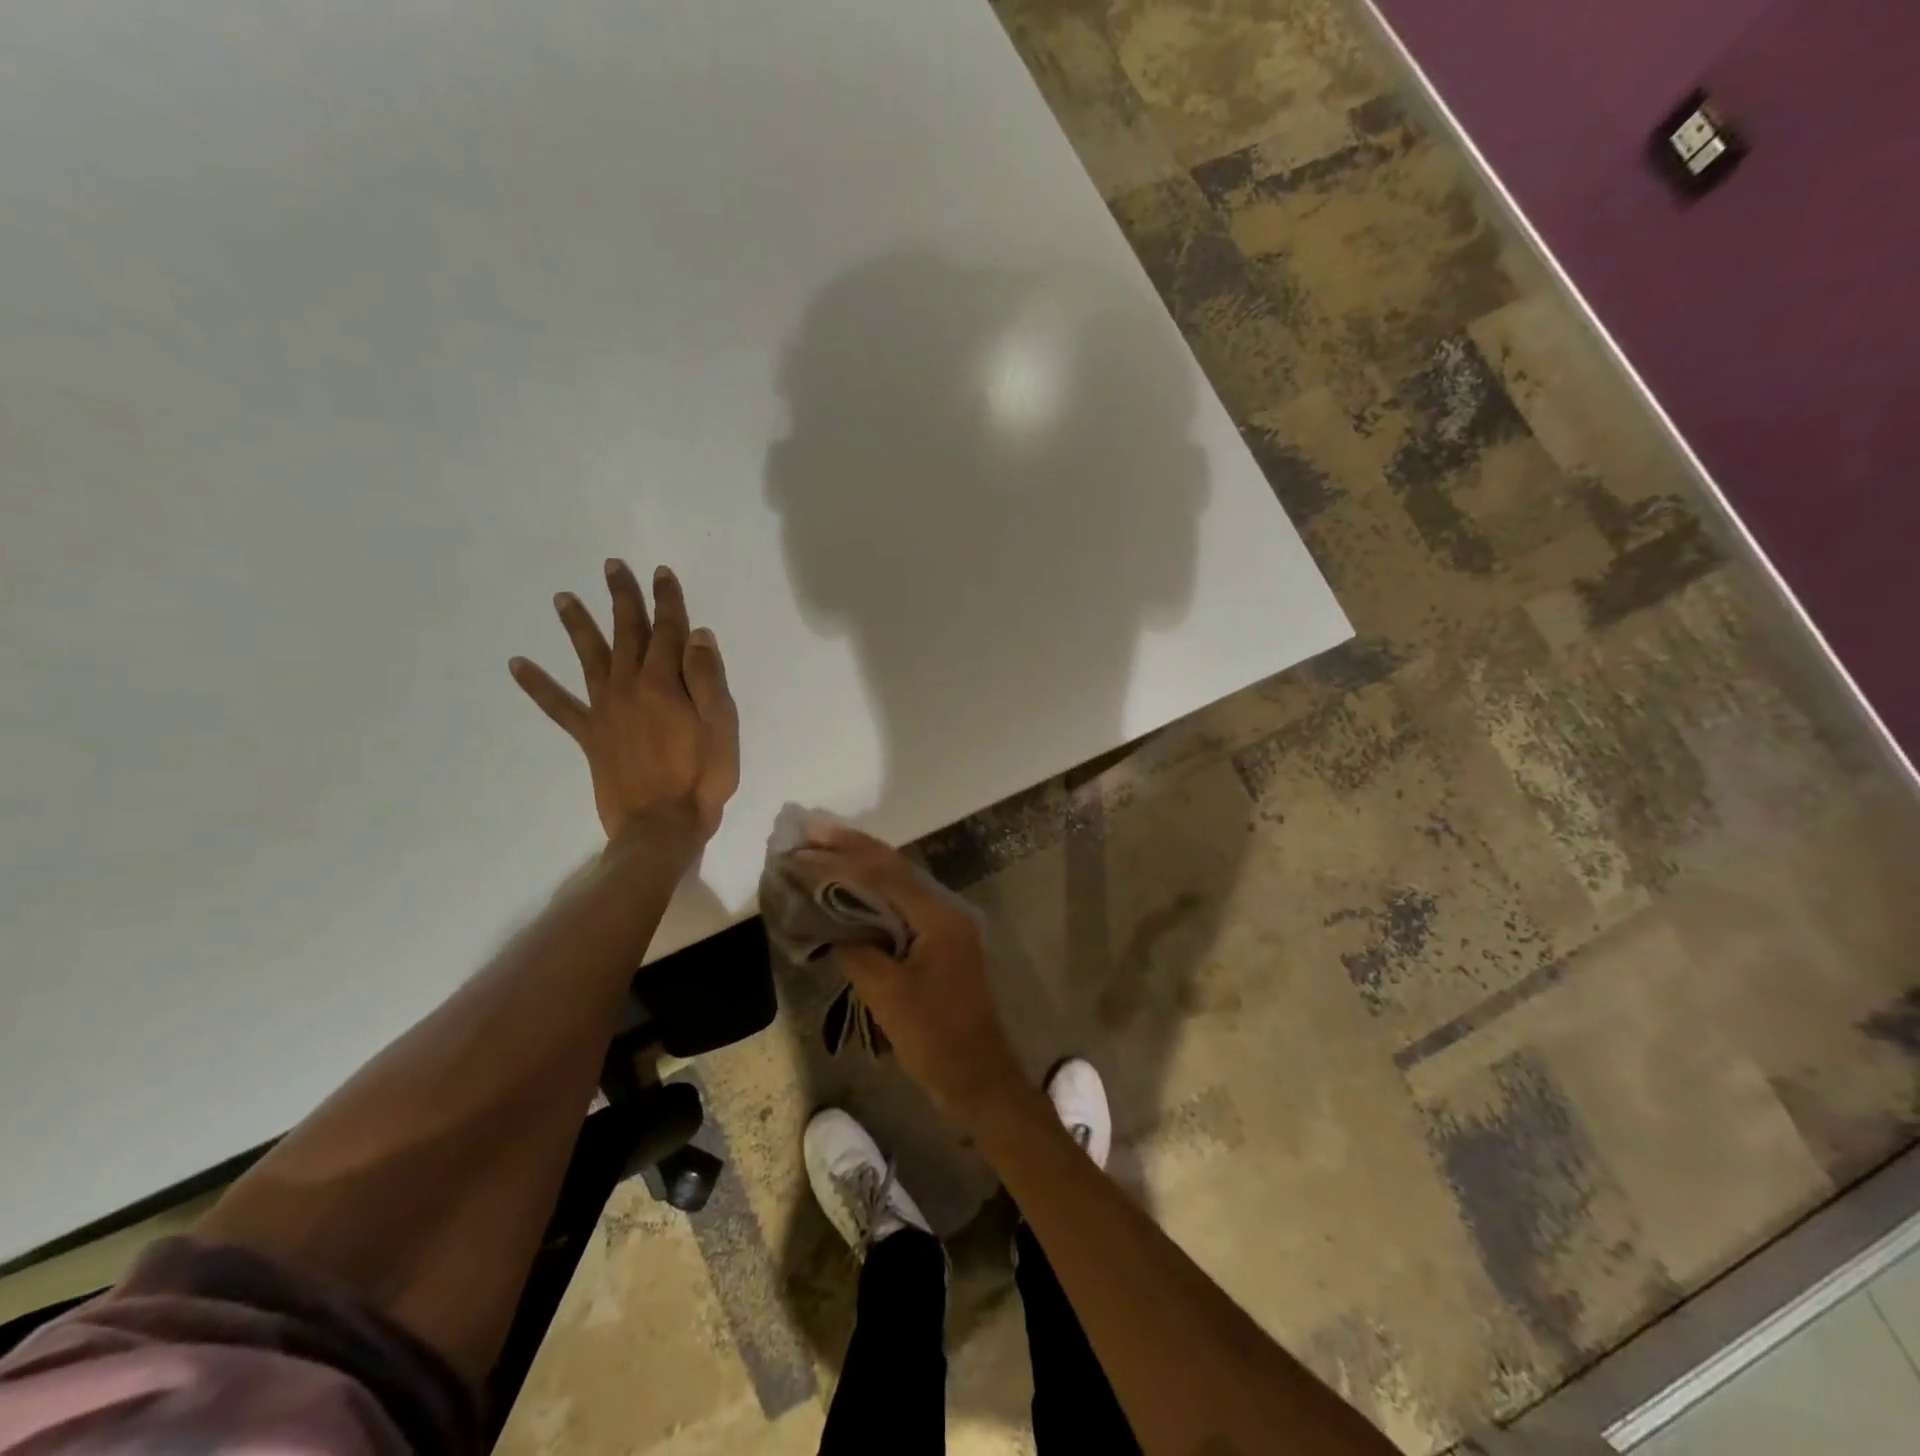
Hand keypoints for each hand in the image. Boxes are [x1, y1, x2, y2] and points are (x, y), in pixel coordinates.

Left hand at [510, 560, 739, 846]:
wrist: (662, 825)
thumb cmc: (702, 776)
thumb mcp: (722, 726)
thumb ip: (708, 678)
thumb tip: (697, 634)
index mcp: (665, 682)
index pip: (668, 630)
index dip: (666, 599)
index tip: (661, 572)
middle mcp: (630, 686)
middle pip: (626, 633)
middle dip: (622, 598)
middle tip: (612, 566)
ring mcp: (605, 710)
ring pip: (590, 657)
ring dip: (577, 626)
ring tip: (561, 598)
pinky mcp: (589, 736)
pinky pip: (558, 706)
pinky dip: (537, 685)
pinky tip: (517, 665)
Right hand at [802, 825, 1027, 1125]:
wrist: (977, 1074)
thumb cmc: (933, 1037)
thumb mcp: (887, 995)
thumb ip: (856, 951)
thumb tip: (830, 925)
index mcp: (938, 916)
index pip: (883, 875)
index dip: (841, 859)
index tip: (804, 847)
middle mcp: (946, 908)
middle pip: (895, 866)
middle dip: (852, 847)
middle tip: (810, 831)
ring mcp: (946, 922)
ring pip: (899, 880)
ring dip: (862, 862)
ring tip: (824, 846)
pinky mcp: (940, 938)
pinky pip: (903, 901)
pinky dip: (874, 888)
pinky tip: (850, 885)